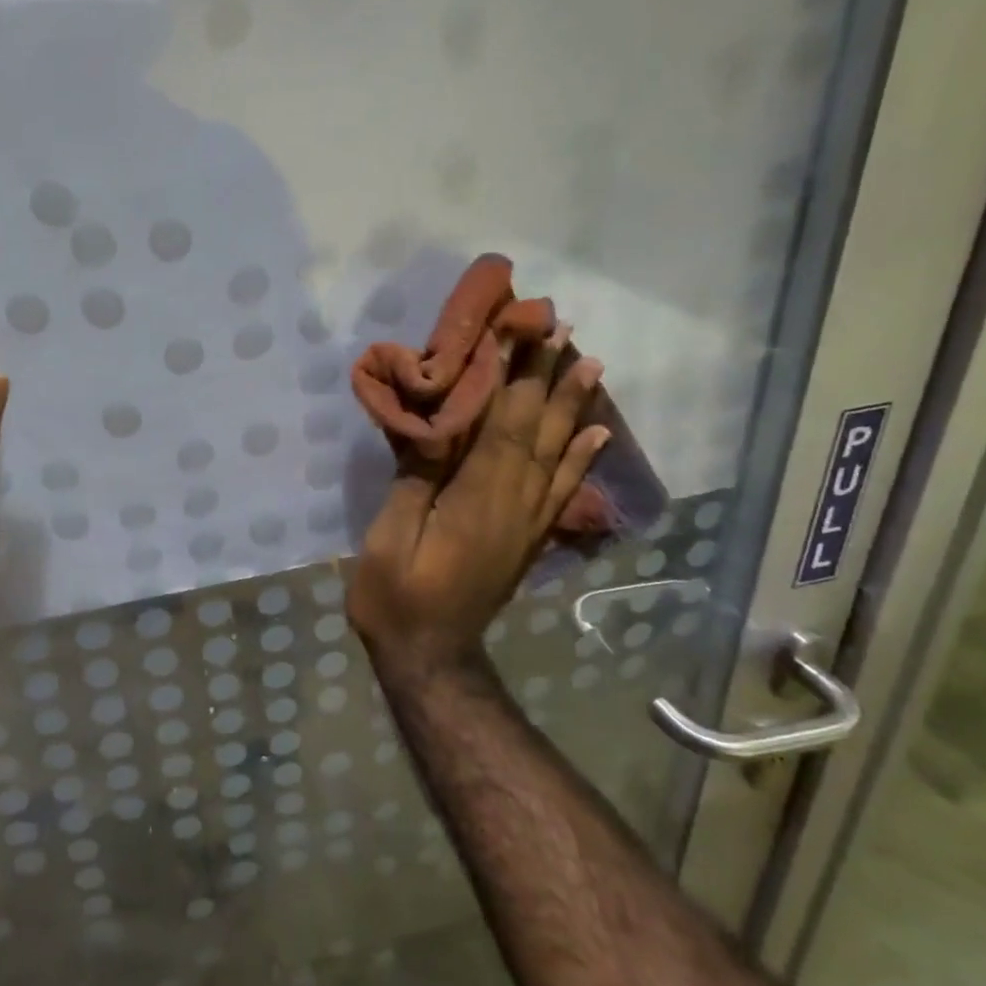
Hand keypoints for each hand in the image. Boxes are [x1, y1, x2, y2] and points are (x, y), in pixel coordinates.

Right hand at [347, 329, 608, 668]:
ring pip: (557, 454)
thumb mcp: (389, 538)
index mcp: (476, 499)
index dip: (511, 377)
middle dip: (547, 377)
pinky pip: (563, 491)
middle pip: (536, 431)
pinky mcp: (528, 539)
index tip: (520, 332)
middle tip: (564, 330)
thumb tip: (433, 428)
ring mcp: (526, 523)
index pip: (500, 425)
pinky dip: (582, 460)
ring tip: (590, 365)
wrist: (431, 656)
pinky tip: (596, 436)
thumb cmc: (396, 597)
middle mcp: (513, 504)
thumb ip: (415, 481)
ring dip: (573, 408)